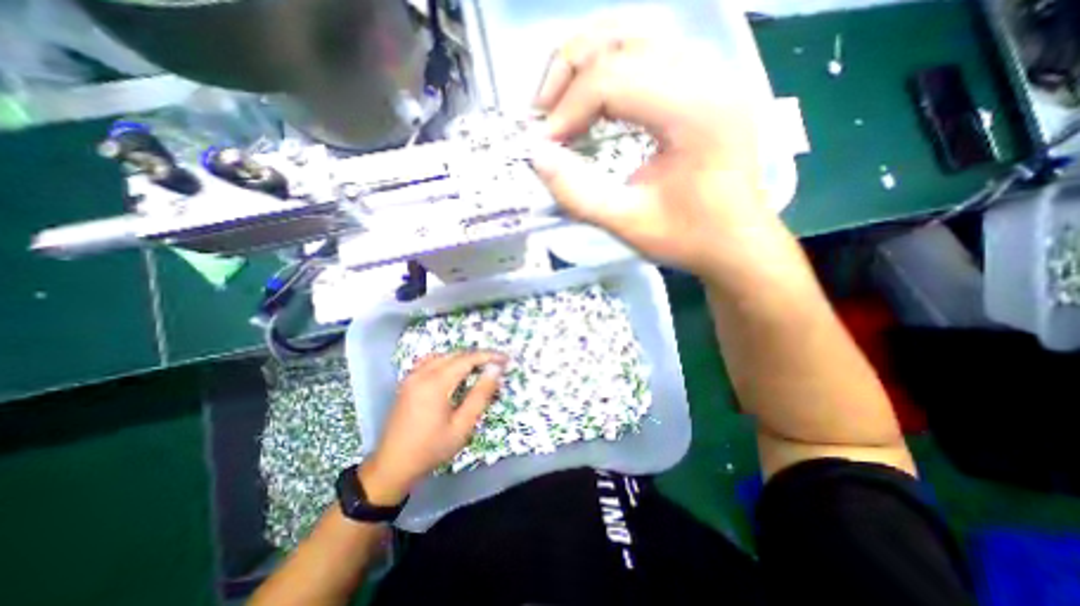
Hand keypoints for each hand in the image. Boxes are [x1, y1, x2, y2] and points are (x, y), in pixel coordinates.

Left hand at [357, 351, 503, 506]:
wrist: (392, 466)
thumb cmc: (431, 449)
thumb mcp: (462, 426)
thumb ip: (480, 395)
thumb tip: (495, 370)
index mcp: (435, 384)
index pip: (467, 360)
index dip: (489, 356)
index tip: (506, 359)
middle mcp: (422, 373)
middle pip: (455, 355)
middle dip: (478, 356)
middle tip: (496, 365)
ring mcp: (411, 376)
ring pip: (443, 356)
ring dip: (463, 358)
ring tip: (479, 368)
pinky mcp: (407, 382)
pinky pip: (430, 361)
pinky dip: (447, 361)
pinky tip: (454, 372)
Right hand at [531, 28, 791, 281]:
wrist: (737, 242)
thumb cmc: (688, 238)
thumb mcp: (628, 224)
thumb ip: (578, 194)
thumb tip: (537, 157)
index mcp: (694, 111)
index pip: (612, 78)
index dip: (567, 108)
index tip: (545, 146)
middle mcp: (706, 74)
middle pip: (620, 38)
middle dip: (569, 73)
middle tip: (545, 116)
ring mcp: (708, 72)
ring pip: (632, 35)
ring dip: (586, 65)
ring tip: (563, 106)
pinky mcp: (703, 82)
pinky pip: (647, 52)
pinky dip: (609, 70)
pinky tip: (595, 103)